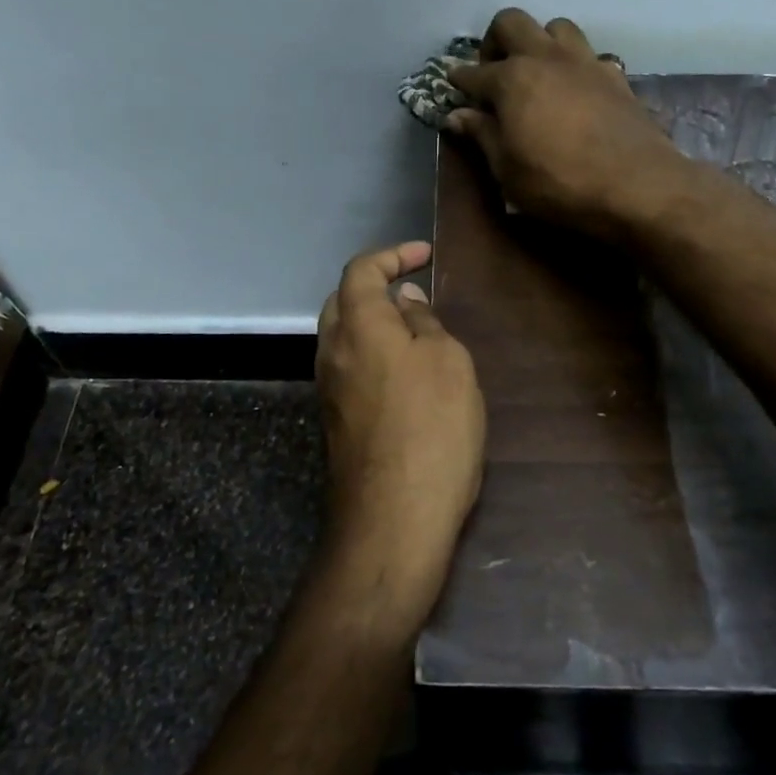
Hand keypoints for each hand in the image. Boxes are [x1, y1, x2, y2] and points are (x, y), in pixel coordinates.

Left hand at [314, 241, 484, 630]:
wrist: (393, 519)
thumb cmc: (432, 428)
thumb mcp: (447, 363)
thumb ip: (423, 323)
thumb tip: (404, 301)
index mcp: (358, 325)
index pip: (362, 270)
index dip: (393, 255)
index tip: (426, 255)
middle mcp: (331, 351)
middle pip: (342, 300)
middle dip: (375, 285)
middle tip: (415, 290)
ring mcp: (328, 389)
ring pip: (342, 335)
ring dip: (373, 321)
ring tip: (415, 329)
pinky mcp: (335, 420)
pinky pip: (348, 367)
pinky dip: (372, 353)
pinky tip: (404, 372)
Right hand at [449, 9, 689, 240]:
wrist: (638, 186)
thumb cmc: (559, 183)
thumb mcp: (508, 170)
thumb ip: (482, 136)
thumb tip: (457, 116)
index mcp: (512, 79)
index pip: (474, 72)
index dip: (459, 80)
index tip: (453, 85)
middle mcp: (547, 58)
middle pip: (512, 22)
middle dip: (495, 41)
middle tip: (494, 72)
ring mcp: (585, 62)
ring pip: (556, 27)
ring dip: (540, 42)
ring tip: (537, 73)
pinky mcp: (616, 77)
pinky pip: (589, 56)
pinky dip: (575, 66)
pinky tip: (575, 91)